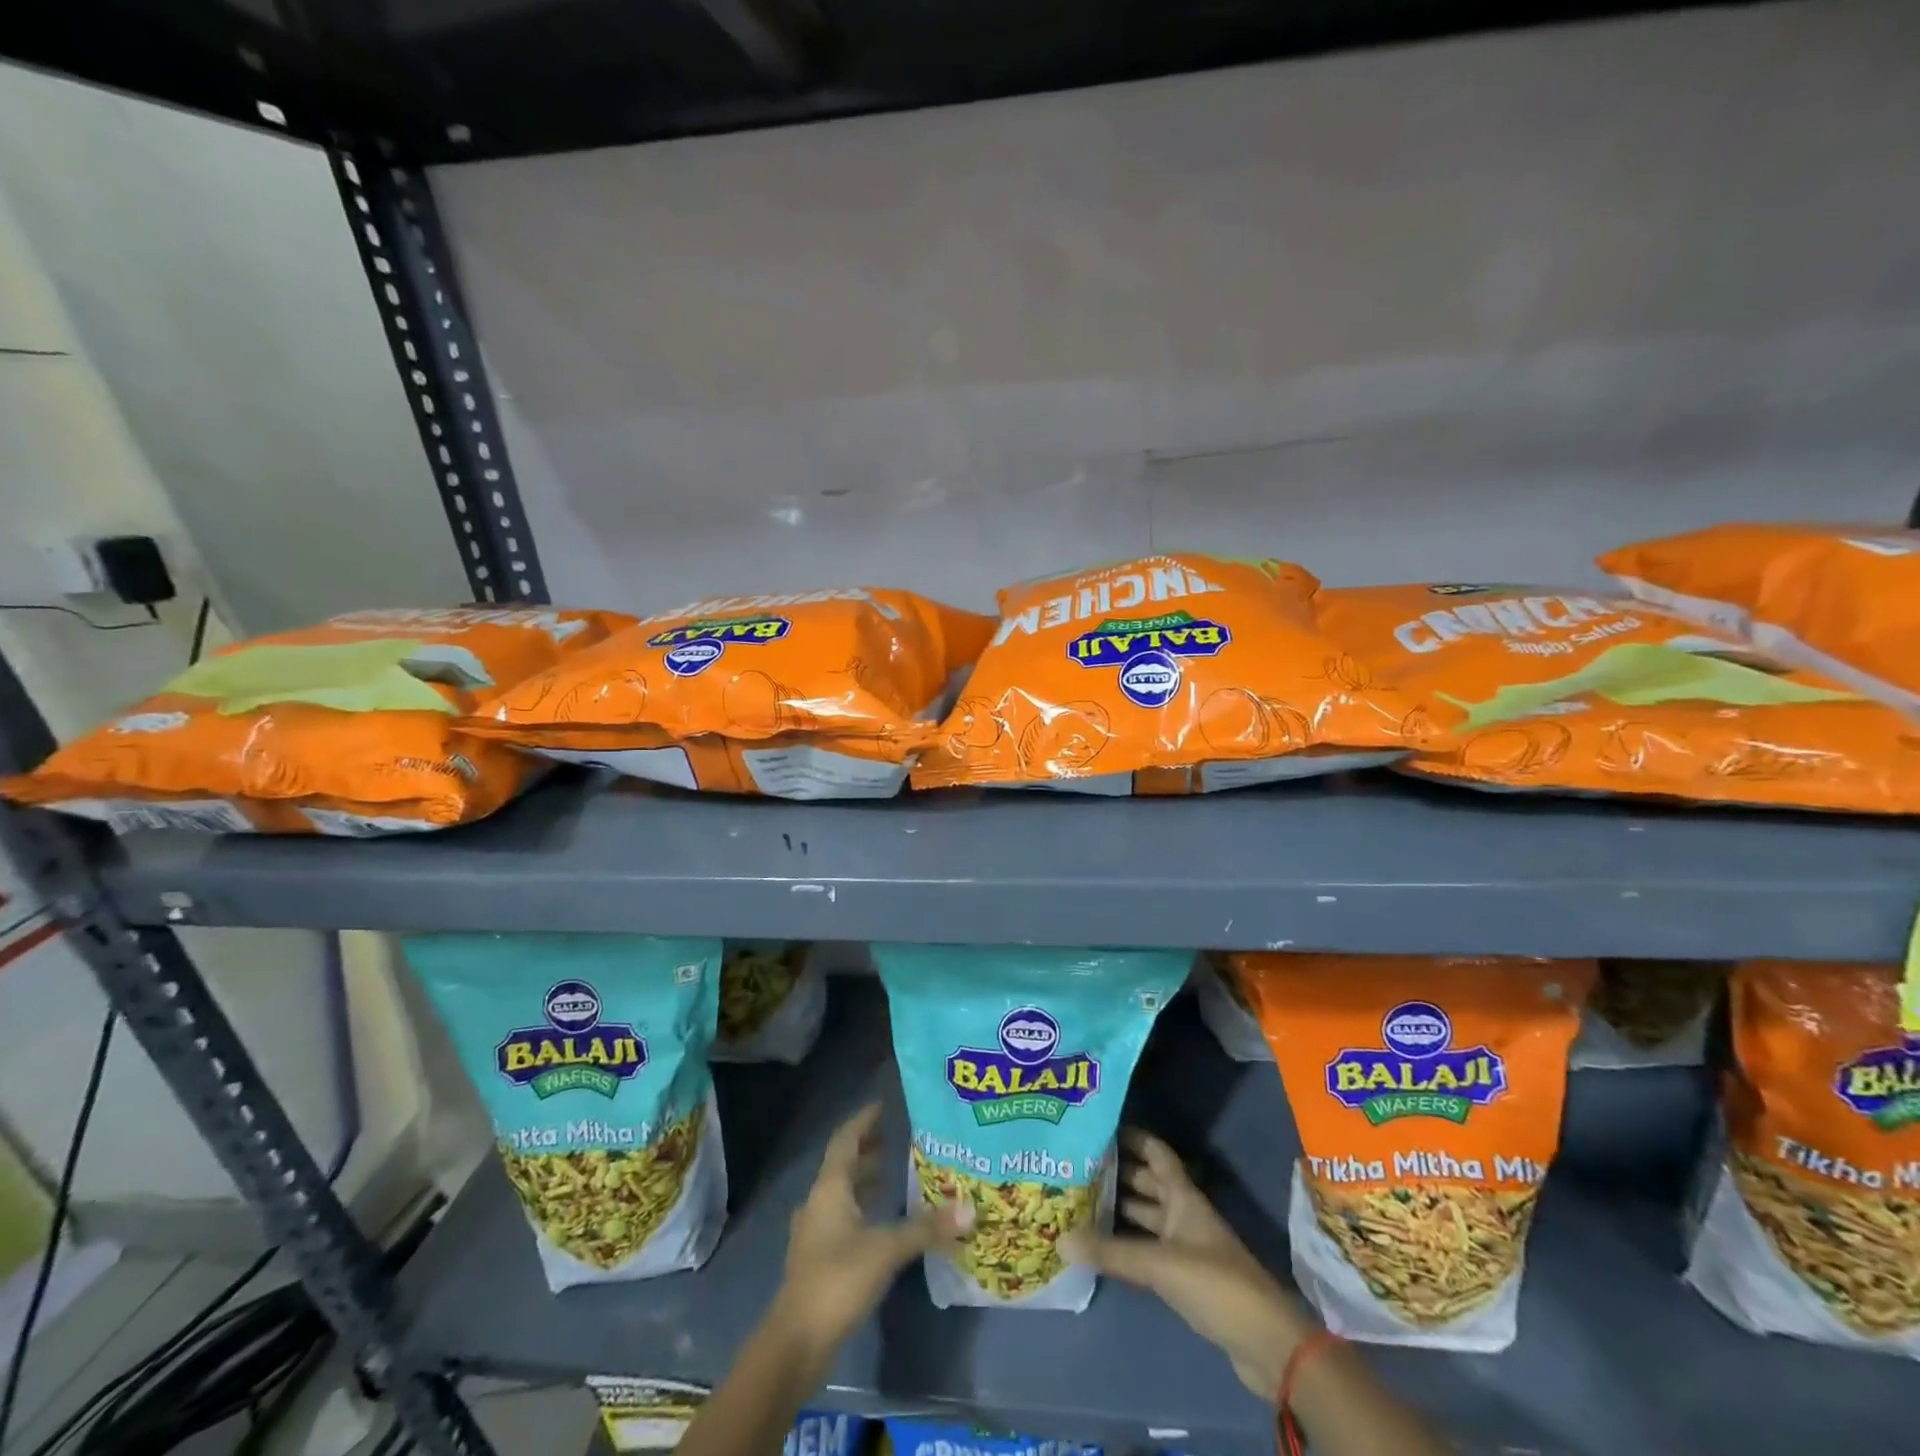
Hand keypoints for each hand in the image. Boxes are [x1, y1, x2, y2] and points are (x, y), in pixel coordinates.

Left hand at [770, 1103, 971, 1365]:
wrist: (796, 1342)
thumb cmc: (839, 1279)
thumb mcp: (887, 1249)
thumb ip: (926, 1228)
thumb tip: (968, 1209)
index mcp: (830, 1188)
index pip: (846, 1140)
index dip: (864, 1121)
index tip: (884, 1106)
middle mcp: (818, 1202)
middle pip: (842, 1165)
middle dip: (867, 1150)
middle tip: (895, 1140)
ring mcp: (813, 1232)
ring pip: (840, 1193)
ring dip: (863, 1181)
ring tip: (892, 1176)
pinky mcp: (816, 1259)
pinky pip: (840, 1218)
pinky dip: (860, 1209)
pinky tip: (879, 1223)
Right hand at [1066, 1130, 1310, 1398]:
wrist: (1265, 1342)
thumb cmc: (1216, 1284)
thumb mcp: (1160, 1264)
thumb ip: (1112, 1252)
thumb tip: (1061, 1238)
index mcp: (1183, 1196)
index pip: (1155, 1152)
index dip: (1130, 1136)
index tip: (1097, 1127)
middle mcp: (1183, 1213)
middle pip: (1147, 1182)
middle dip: (1116, 1172)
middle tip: (1076, 1164)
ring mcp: (1185, 1246)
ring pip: (1146, 1216)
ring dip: (1119, 1208)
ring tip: (1079, 1200)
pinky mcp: (1184, 1278)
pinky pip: (1149, 1248)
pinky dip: (1127, 1243)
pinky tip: (1101, 1246)